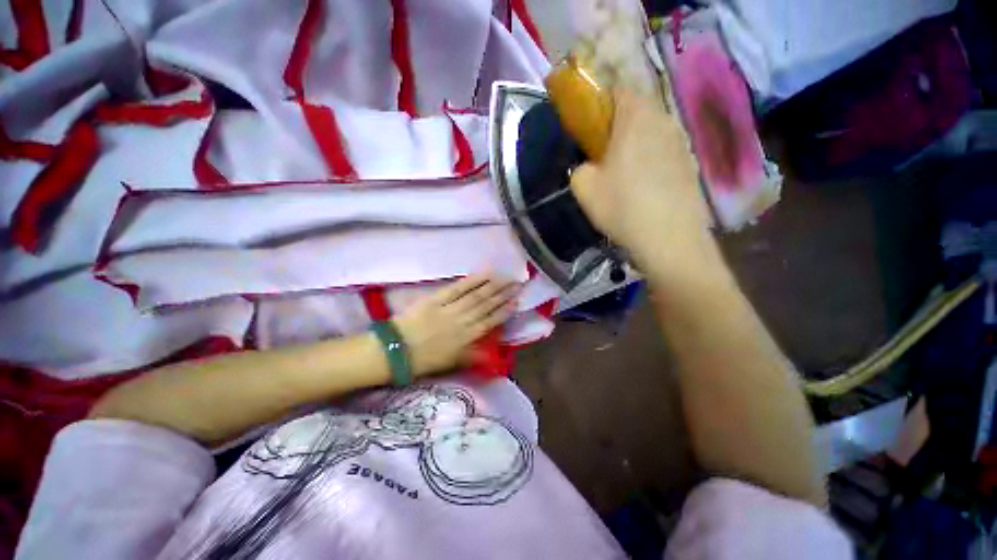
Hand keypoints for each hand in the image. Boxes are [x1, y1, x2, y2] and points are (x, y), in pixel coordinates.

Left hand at [393, 276, 519, 376]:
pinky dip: (472, 280)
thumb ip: (472, 356)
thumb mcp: (451, 363)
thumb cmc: (423, 360)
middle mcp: (463, 321)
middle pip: (486, 305)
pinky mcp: (437, 298)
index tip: (517, 301)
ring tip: (505, 276)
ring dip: (493, 285)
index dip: (505, 311)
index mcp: (466, 338)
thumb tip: (491, 353)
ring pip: (476, 295)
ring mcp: (450, 308)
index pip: (490, 321)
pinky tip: (484, 273)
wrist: (395, 350)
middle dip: (503, 294)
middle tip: (517, 283)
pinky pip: (458, 288)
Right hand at [569, 90, 710, 265]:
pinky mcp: (691, 164)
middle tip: (603, 156)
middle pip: (638, 111)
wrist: (669, 239)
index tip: (590, 131)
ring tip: (624, 175)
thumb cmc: (622, 206)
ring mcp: (682, 142)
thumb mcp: (583, 187)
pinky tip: (644, 188)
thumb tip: (589, 166)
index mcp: (636, 117)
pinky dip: (652, 162)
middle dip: (618, 128)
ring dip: (636, 145)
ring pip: (653, 133)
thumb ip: (579, 167)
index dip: (600, 106)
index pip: (618, 91)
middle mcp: (664, 120)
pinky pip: (665, 152)